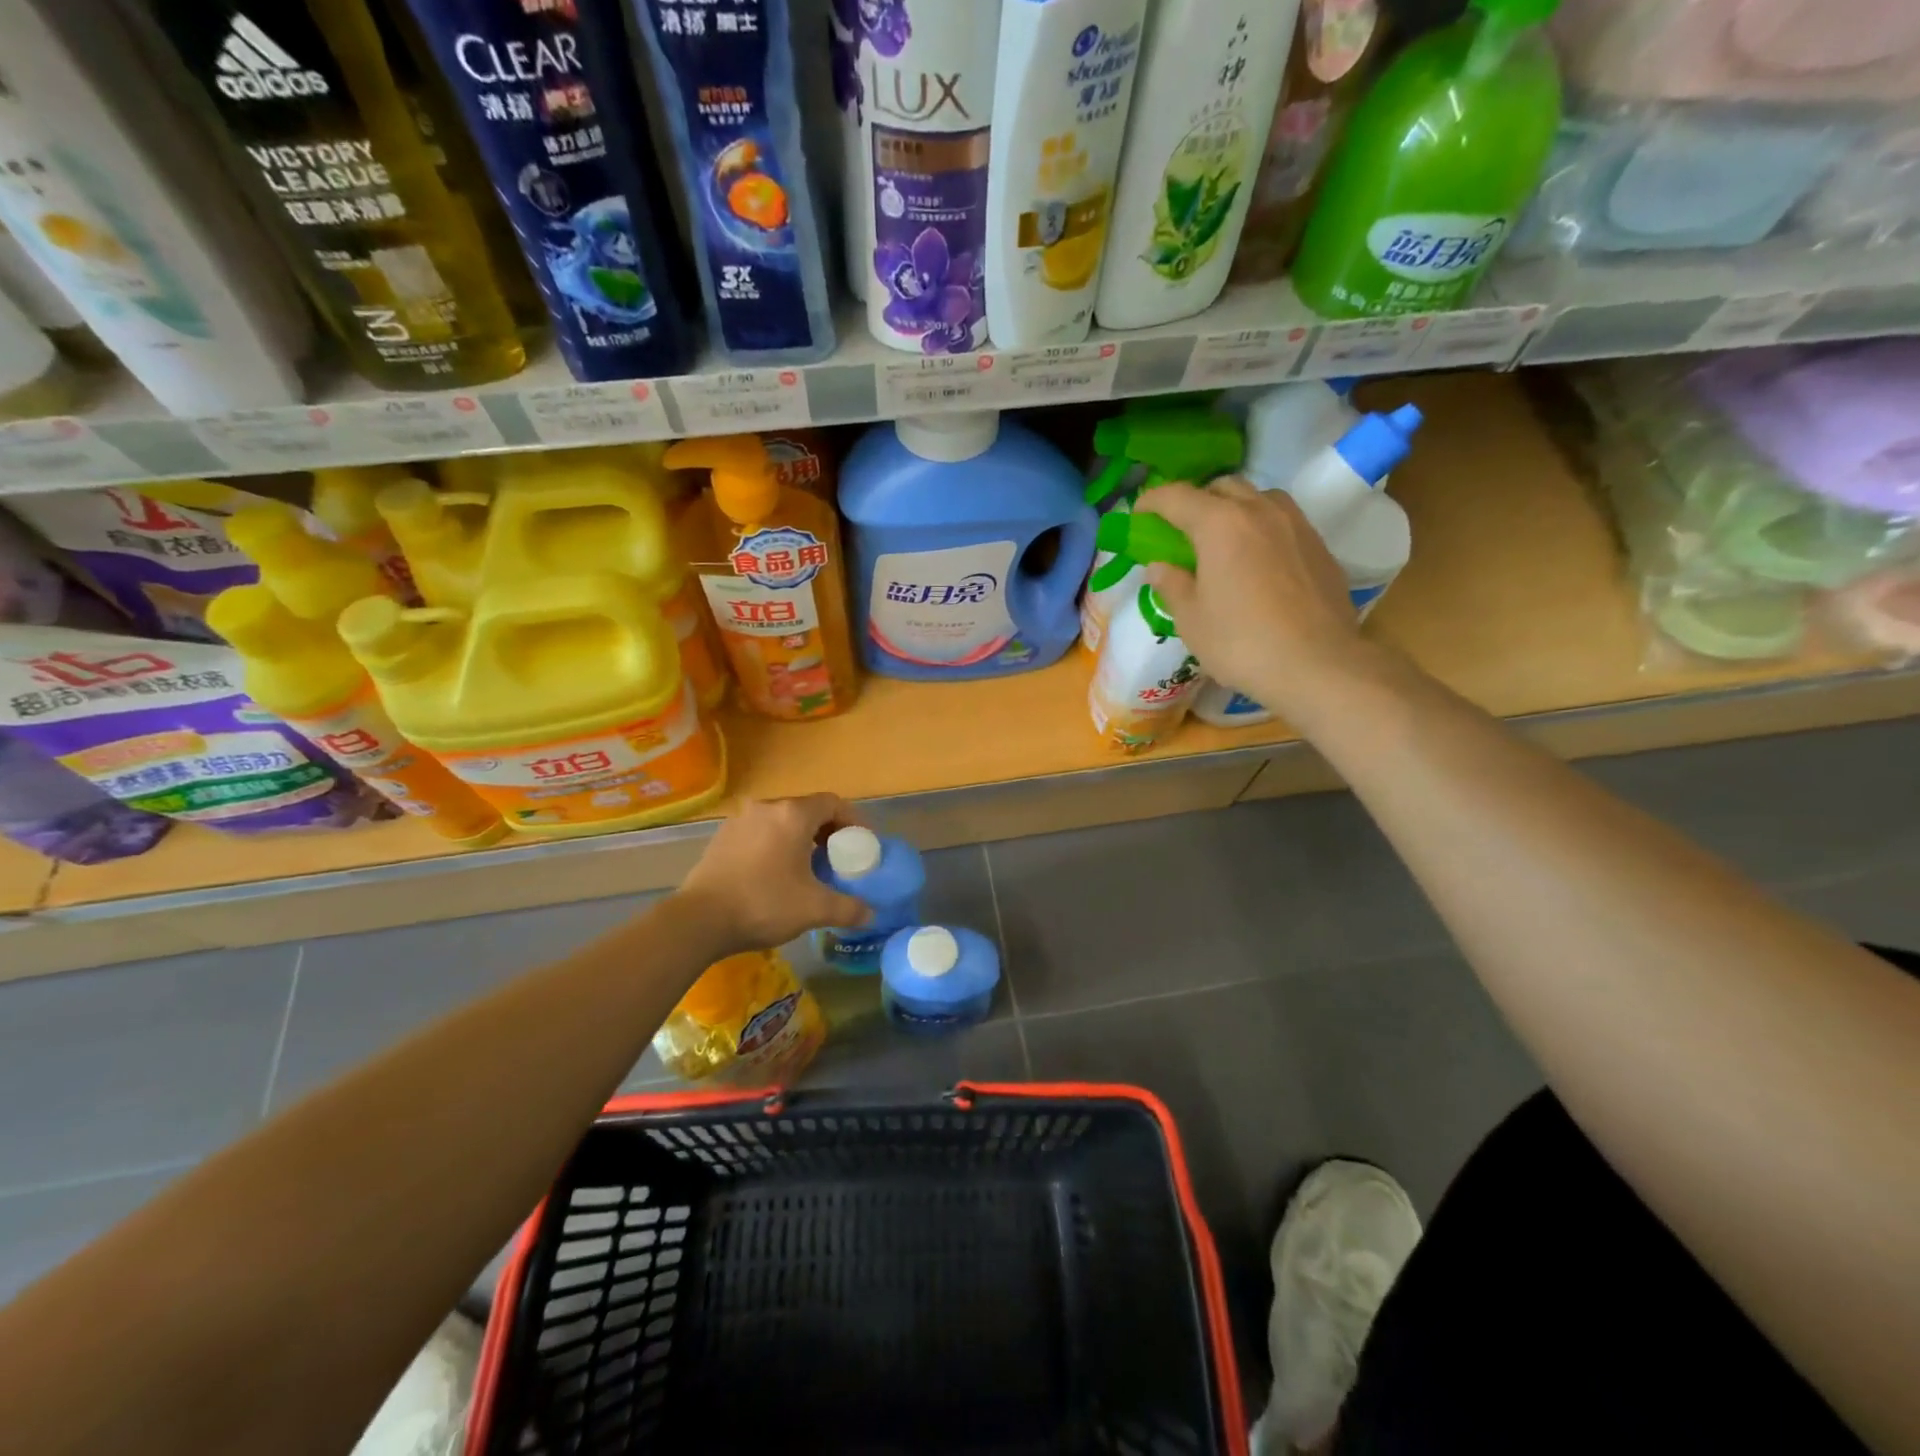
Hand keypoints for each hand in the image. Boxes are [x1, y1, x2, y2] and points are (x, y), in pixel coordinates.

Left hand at [676, 795, 872, 956]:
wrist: (699, 920)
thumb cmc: (764, 904)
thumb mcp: (815, 909)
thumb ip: (849, 908)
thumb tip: (871, 914)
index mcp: (793, 815)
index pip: (833, 803)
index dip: (853, 820)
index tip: (862, 843)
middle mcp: (766, 808)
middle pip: (807, 810)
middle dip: (828, 831)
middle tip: (838, 857)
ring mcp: (740, 820)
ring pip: (781, 821)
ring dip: (800, 838)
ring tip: (808, 867)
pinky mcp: (722, 838)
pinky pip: (760, 833)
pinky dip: (775, 845)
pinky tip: (776, 874)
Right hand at [1134, 478, 1365, 715]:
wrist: (1317, 665)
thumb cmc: (1241, 642)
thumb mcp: (1191, 620)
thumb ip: (1171, 585)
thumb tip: (1159, 567)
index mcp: (1220, 524)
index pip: (1177, 497)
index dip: (1152, 501)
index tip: (1138, 514)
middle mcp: (1260, 511)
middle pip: (1222, 487)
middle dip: (1196, 501)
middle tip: (1181, 530)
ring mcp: (1295, 524)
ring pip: (1258, 498)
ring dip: (1234, 508)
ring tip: (1223, 540)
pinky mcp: (1319, 545)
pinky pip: (1283, 521)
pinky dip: (1261, 529)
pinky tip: (1257, 561)